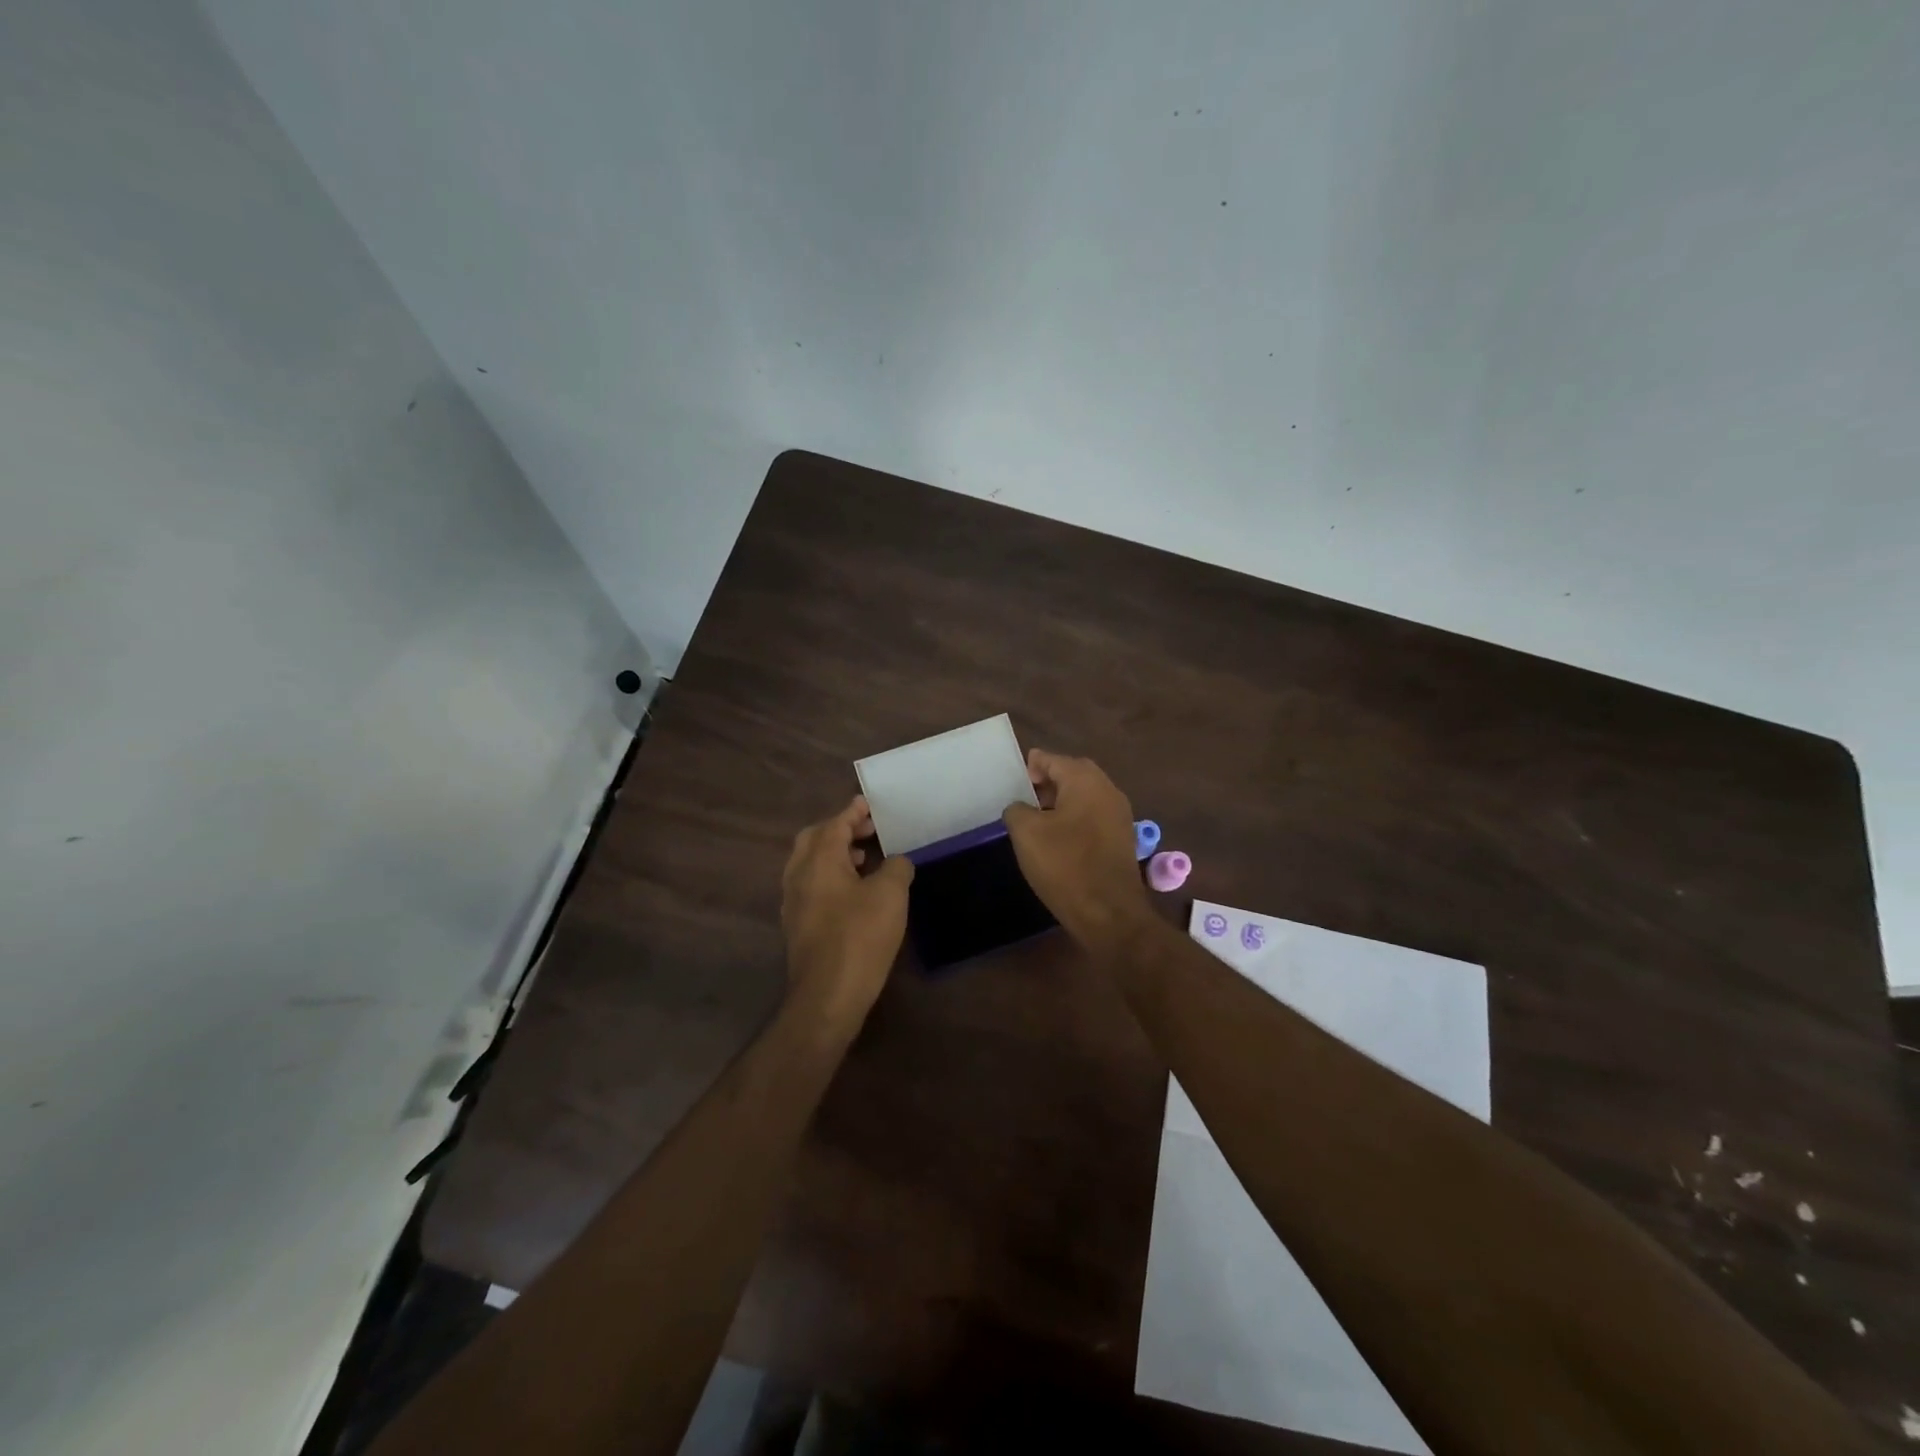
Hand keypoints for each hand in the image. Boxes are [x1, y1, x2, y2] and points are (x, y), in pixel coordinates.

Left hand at [780, 796, 914, 1027]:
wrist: (827, 995)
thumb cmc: (860, 936)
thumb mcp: (891, 895)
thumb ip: (897, 867)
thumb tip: (897, 861)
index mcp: (819, 860)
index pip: (835, 824)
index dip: (853, 812)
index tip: (868, 804)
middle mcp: (798, 874)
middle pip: (814, 839)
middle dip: (840, 829)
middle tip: (868, 831)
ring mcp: (793, 901)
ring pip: (810, 863)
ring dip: (835, 853)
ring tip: (866, 859)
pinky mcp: (797, 924)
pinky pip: (811, 885)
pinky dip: (830, 875)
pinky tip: (853, 892)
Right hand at [1002, 749, 1151, 947]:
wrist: (1109, 913)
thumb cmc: (1065, 865)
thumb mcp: (1026, 833)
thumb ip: (1017, 809)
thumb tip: (1021, 808)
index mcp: (1085, 780)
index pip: (1052, 759)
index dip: (1030, 767)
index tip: (1012, 782)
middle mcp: (1108, 790)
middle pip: (1072, 774)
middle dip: (1046, 783)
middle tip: (1022, 798)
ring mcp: (1119, 815)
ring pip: (1084, 797)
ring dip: (1060, 802)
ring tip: (1035, 821)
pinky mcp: (1121, 839)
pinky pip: (1093, 817)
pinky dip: (1074, 820)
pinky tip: (1057, 840)